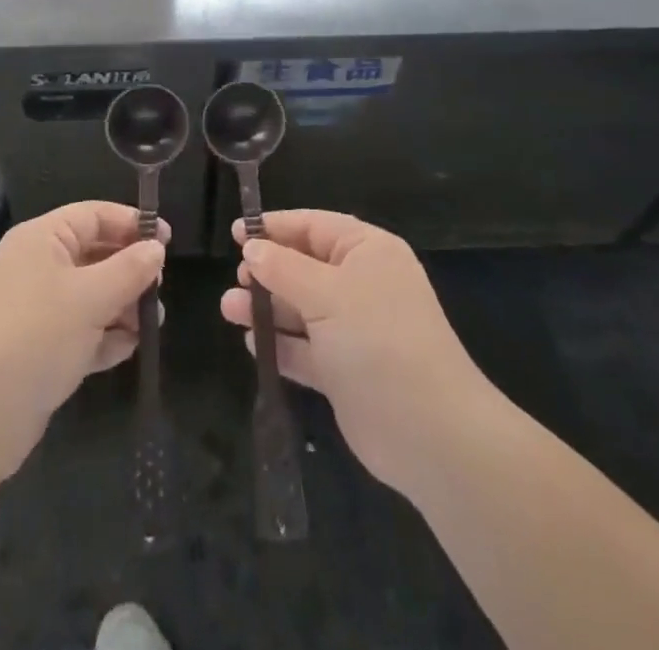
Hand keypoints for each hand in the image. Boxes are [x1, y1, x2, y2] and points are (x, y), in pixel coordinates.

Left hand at [0, 201, 166, 479]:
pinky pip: (78, 331)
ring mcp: (33, 310)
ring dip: (121, 306)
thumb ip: (129, 269)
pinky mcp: (35, 350)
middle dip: (129, 271)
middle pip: (93, 255)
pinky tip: (127, 349)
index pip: (93, 215)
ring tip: (150, 325)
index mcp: (41, 239)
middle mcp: (35, 267)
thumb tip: (156, 249)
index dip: (131, 224)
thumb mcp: (91, 297)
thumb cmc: (36, 336)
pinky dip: (103, 336)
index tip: (168, 241)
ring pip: (89, 295)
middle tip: (159, 289)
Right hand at [221, 210, 489, 493]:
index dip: (275, 227)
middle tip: (236, 277)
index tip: (236, 232)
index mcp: (367, 251)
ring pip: (301, 308)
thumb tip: (252, 247)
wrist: (430, 433)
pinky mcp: (345, 371)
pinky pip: (306, 349)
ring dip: (266, 308)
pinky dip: (281, 344)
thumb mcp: (326, 294)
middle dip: (267, 271)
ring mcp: (354, 330)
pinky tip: (252, 344)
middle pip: (304, 266)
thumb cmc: (378, 341)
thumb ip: (283, 268)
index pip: (314, 226)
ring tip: (228, 309)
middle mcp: (362, 284)